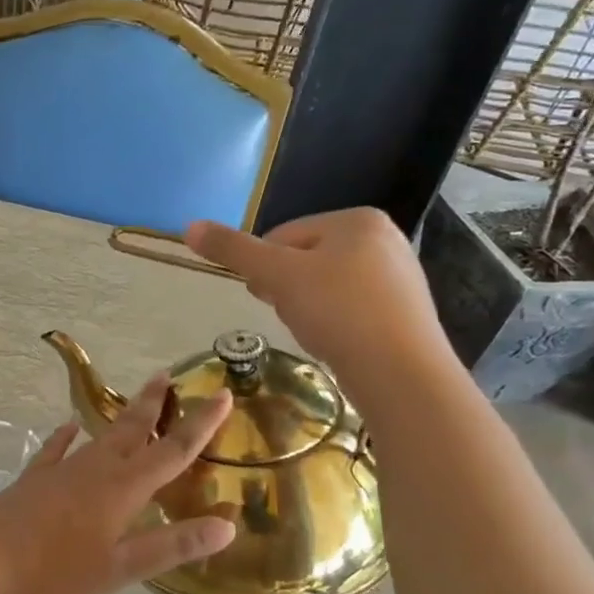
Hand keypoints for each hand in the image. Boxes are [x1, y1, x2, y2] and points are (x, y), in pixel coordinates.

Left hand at [0, 376, 235, 593]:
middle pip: (133, 429)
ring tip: (136, 402)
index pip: (173, 450)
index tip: (222, 394)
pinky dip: (67, 436)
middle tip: (167, 375)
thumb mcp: (121, 568)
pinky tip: (69, 427)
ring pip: (101, 435)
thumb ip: (172, 546)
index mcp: (123, 488)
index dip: (201, 424)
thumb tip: (227, 526)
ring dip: (122, 418)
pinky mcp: (36, 478)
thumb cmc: (56, 572)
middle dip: (154, 403)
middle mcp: (96, 468)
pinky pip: (57, 449)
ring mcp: (62, 469)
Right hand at [185, 209, 459, 414]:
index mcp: (357, 219)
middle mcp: (385, 237)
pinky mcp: (404, 310)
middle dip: (288, 288)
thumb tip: (189, 226)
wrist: (402, 374)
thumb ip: (233, 250)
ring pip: (326, 285)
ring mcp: (399, 275)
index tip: (267, 297)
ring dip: (308, 307)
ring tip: (315, 332)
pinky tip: (337, 343)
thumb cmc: (338, 312)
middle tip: (292, 316)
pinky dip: (335, 322)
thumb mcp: (277, 276)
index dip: (265, 268)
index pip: (283, 235)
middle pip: (305, 258)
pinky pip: (351, 307)